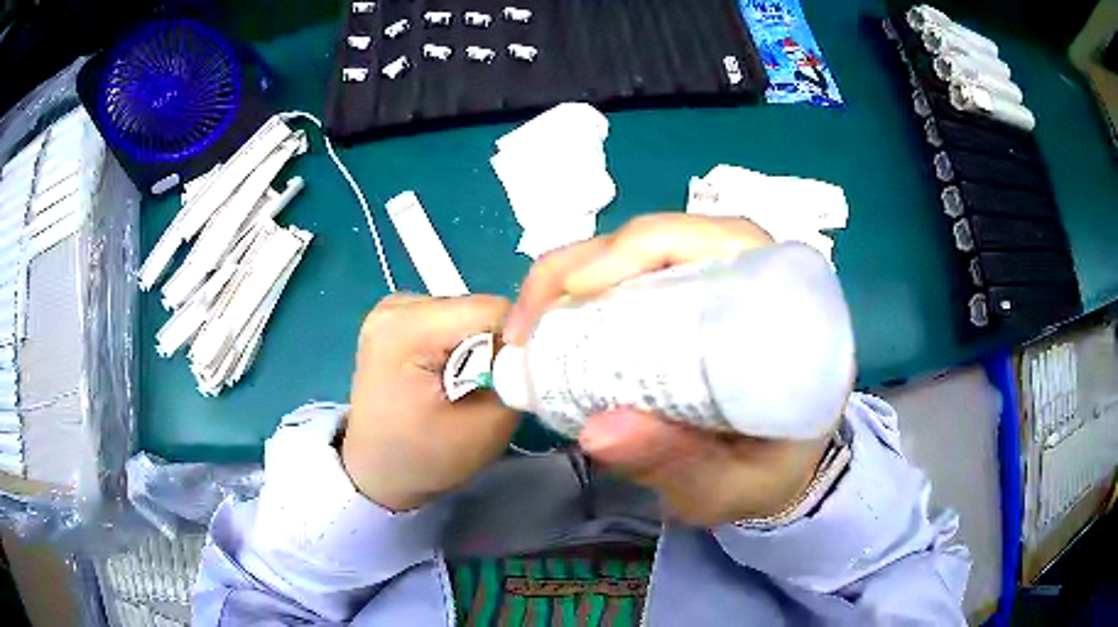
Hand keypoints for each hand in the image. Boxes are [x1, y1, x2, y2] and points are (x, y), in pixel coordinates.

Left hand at [342, 294, 516, 511]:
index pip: (493, 310)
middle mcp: (396, 306)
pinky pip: (447, 318)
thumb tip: (541, 349)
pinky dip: (458, 343)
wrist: (375, 469)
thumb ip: (520, 382)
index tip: (517, 377)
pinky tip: (447, 372)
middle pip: (477, 308)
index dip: (518, 341)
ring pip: (465, 312)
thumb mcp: (486, 427)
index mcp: (407, 328)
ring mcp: (391, 308)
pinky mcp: (395, 317)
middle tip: (488, 386)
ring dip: (476, 345)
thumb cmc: (424, 457)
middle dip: (495, 344)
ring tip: (464, 383)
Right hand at [504, 213, 839, 525]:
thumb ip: (679, 464)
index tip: (580, 288)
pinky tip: (550, 327)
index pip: (722, 240)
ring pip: (636, 253)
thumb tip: (597, 432)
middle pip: (665, 238)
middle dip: (586, 263)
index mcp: (788, 308)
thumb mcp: (729, 484)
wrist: (774, 478)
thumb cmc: (765, 477)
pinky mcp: (683, 303)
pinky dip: (579, 295)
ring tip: (529, 327)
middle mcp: (751, 282)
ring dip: (571, 275)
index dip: (646, 245)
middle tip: (530, 321)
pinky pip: (626, 281)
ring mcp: (712, 288)